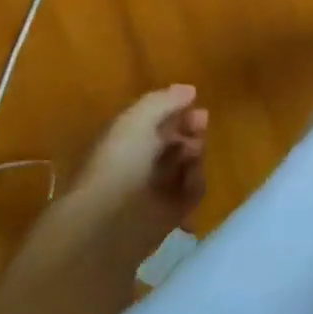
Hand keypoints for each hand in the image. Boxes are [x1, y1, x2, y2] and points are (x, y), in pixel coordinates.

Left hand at [73, 85, 207, 226]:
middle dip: (190, 130)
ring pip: (187, 164)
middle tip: (201, 124)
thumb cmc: (120, 163)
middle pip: (174, 141)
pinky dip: (196, 182)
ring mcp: (155, 192)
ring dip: (195, 154)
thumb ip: (164, 101)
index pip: (156, 123)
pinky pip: (193, 192)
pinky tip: (191, 179)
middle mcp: (139, 166)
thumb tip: (190, 90)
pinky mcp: (171, 216)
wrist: (111, 222)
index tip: (195, 103)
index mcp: (125, 143)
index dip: (176, 111)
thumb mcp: (137, 119)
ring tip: (193, 154)